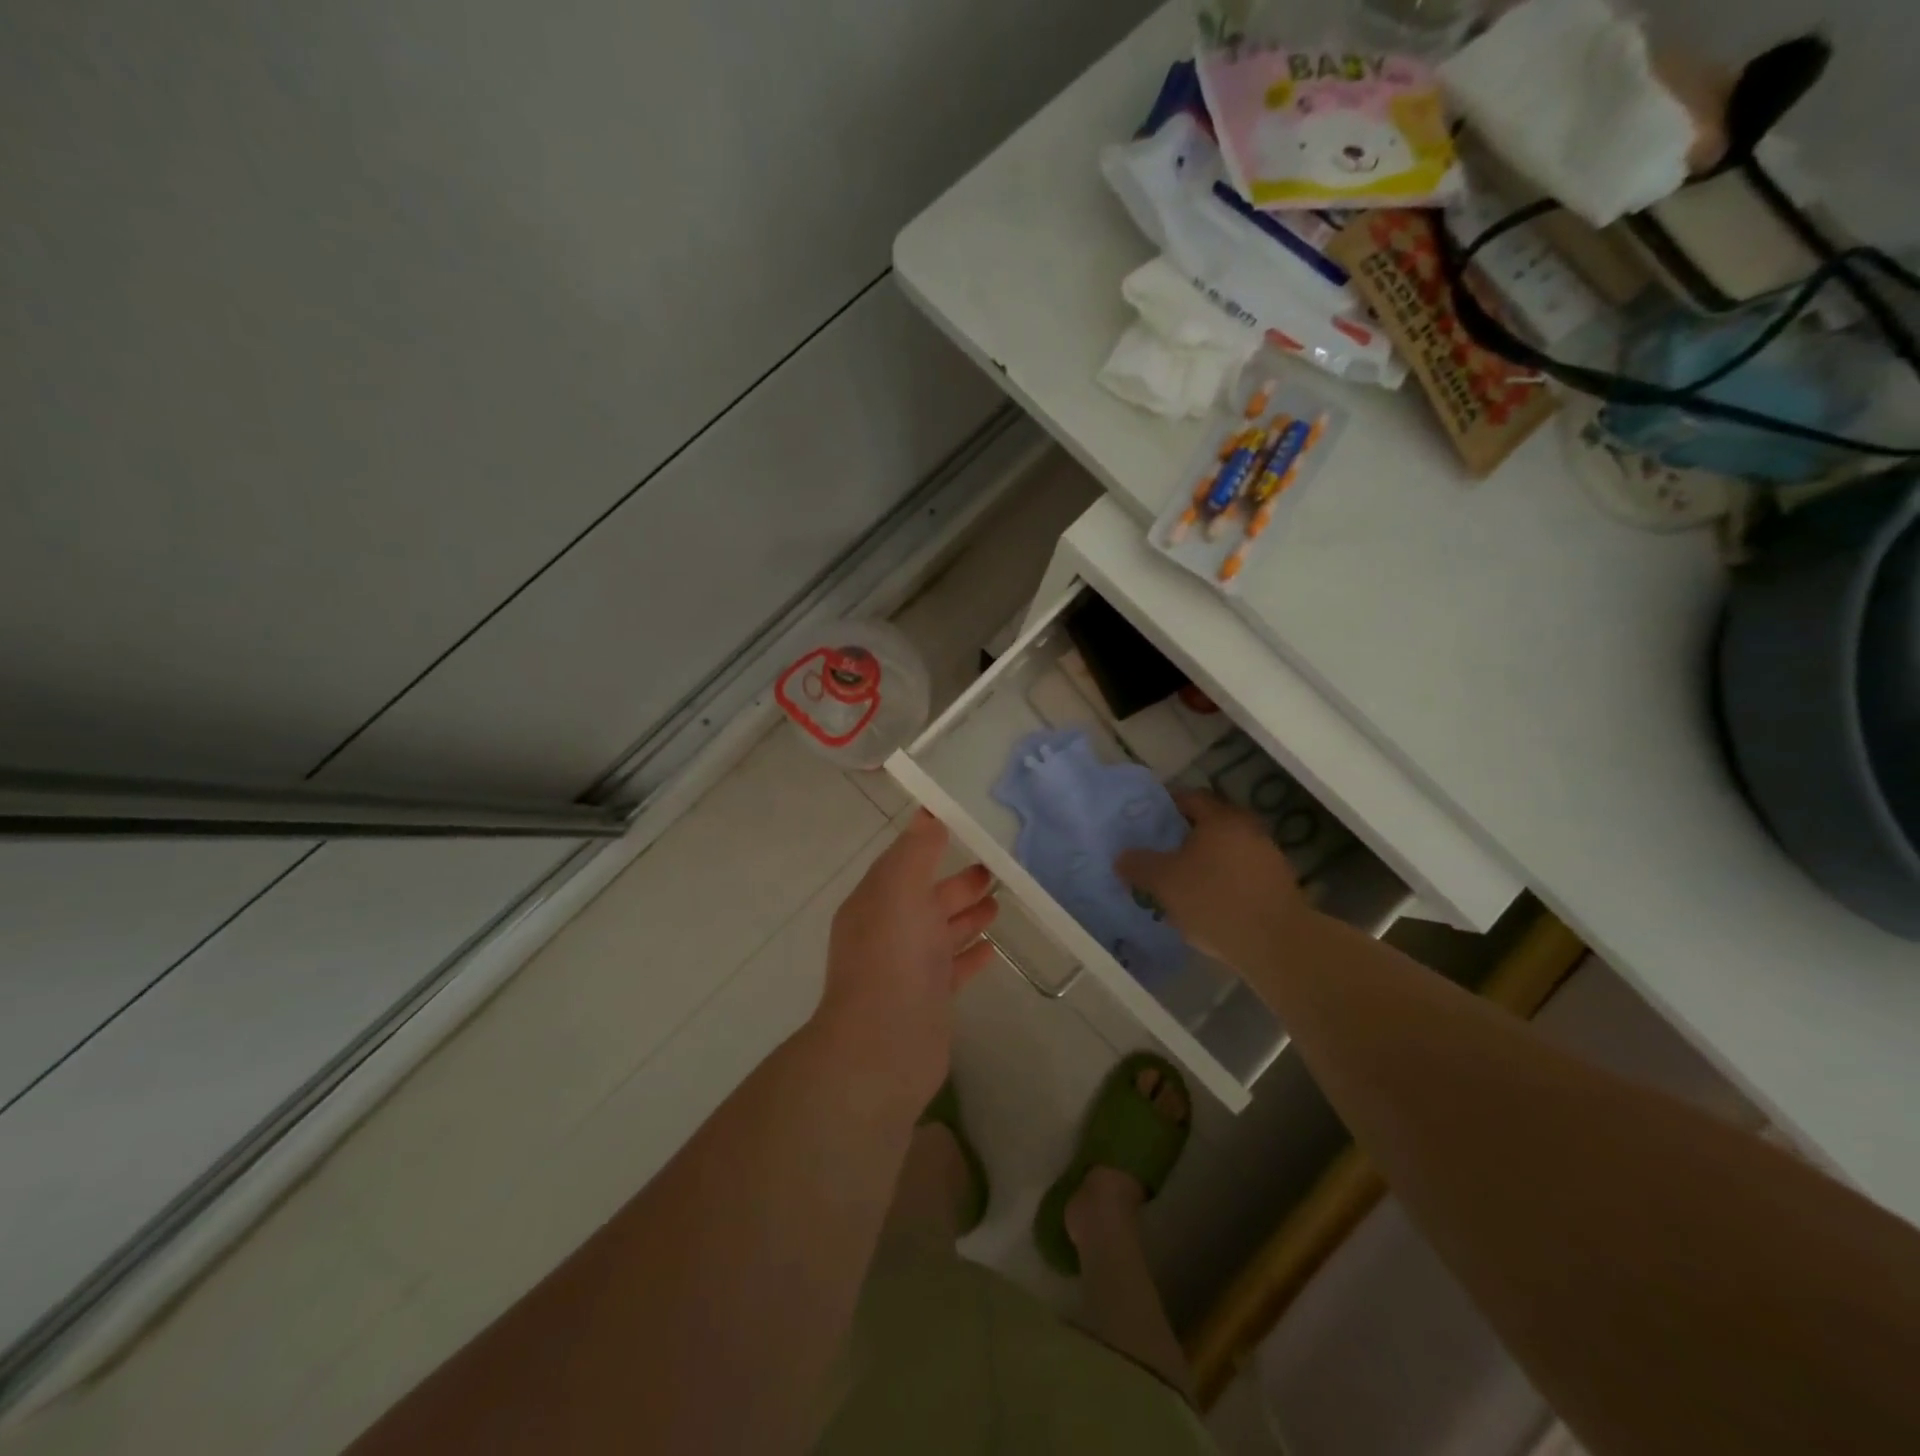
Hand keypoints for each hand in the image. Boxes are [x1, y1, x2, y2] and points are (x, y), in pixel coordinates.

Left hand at [814, 810, 998, 1106]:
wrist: (883, 1047)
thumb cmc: (892, 958)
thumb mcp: (900, 890)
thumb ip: (916, 852)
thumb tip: (928, 815)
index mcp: (875, 901)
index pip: (903, 862)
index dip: (930, 843)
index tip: (964, 826)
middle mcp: (888, 930)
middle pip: (926, 897)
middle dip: (957, 882)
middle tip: (995, 868)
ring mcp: (908, 967)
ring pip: (941, 931)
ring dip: (967, 915)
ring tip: (1000, 901)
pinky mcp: (928, 998)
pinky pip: (953, 967)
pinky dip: (971, 953)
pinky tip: (993, 947)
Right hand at [1116, 790, 1313, 971]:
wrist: (1277, 944)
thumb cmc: (1215, 900)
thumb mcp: (1164, 883)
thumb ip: (1139, 865)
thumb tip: (1122, 857)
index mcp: (1220, 818)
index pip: (1189, 797)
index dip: (1165, 806)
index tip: (1147, 822)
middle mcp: (1247, 829)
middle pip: (1210, 823)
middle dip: (1185, 835)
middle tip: (1161, 852)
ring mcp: (1268, 856)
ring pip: (1227, 850)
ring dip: (1206, 860)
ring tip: (1183, 882)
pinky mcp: (1279, 884)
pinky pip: (1242, 873)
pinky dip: (1224, 880)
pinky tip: (1210, 903)